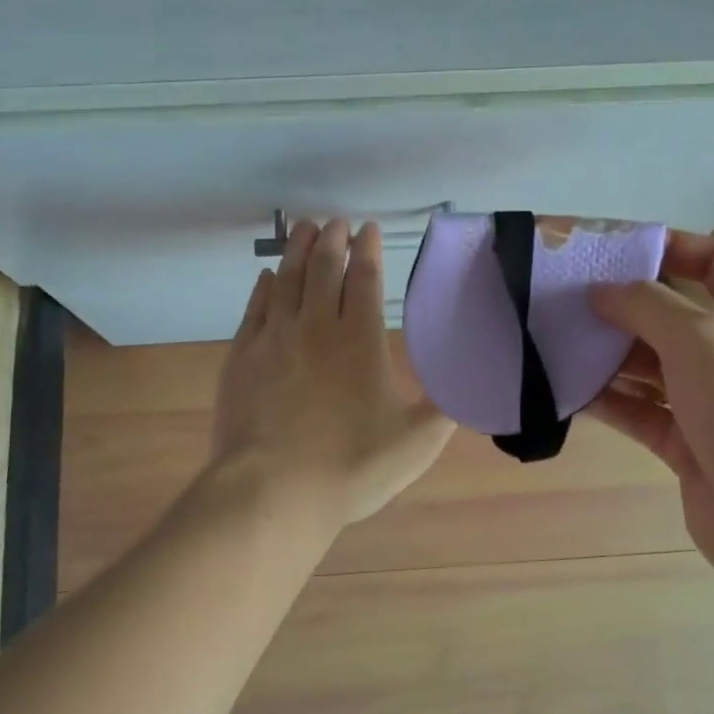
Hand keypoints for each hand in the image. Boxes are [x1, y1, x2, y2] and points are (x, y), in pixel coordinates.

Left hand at [211, 219, 453, 534]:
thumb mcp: (415, 444)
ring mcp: (274, 339)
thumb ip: (444, 410)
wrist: (272, 492)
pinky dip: (263, 287)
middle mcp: (316, 327)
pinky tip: (267, 277)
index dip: (367, 250)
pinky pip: (254, 308)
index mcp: (360, 340)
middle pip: (322, 268)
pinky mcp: (242, 357)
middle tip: (335, 221)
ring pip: (286, 280)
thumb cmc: (350, 467)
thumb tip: (471, 388)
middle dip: (331, 240)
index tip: (367, 229)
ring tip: (303, 228)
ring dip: (296, 250)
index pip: (364, 279)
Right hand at [587, 234, 713, 601]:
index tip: (611, 250)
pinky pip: (643, 411)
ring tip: (556, 341)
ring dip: (610, 355)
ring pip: (654, 365)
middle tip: (565, 299)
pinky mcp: (690, 444)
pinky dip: (611, 400)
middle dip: (624, 306)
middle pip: (675, 315)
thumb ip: (647, 305)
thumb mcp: (701, 339)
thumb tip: (603, 291)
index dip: (669, 248)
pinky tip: (569, 390)